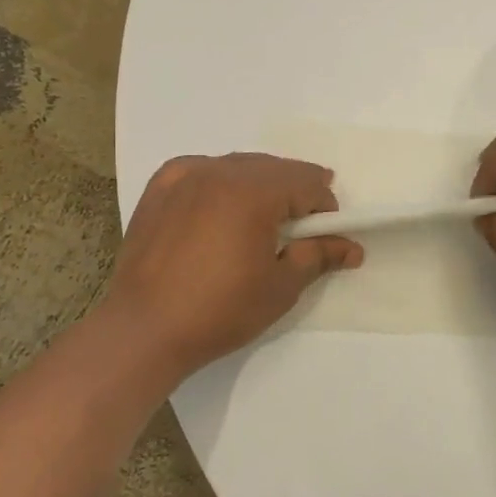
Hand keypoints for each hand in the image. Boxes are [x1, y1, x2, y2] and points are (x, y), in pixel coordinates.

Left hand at [108, 154, 361, 372]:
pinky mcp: (159, 189)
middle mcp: (219, 171)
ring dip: (259, 184)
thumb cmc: (220, 311)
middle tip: (300, 227)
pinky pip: (201, 170)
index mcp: (253, 191)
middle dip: (294, 192)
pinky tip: (220, 205)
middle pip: (273, 169)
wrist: (143, 330)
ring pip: (238, 166)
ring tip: (261, 218)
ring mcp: (184, 176)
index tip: (327, 235)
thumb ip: (319, 256)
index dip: (324, 207)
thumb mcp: (281, 286)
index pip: (305, 182)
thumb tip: (352, 247)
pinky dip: (220, 181)